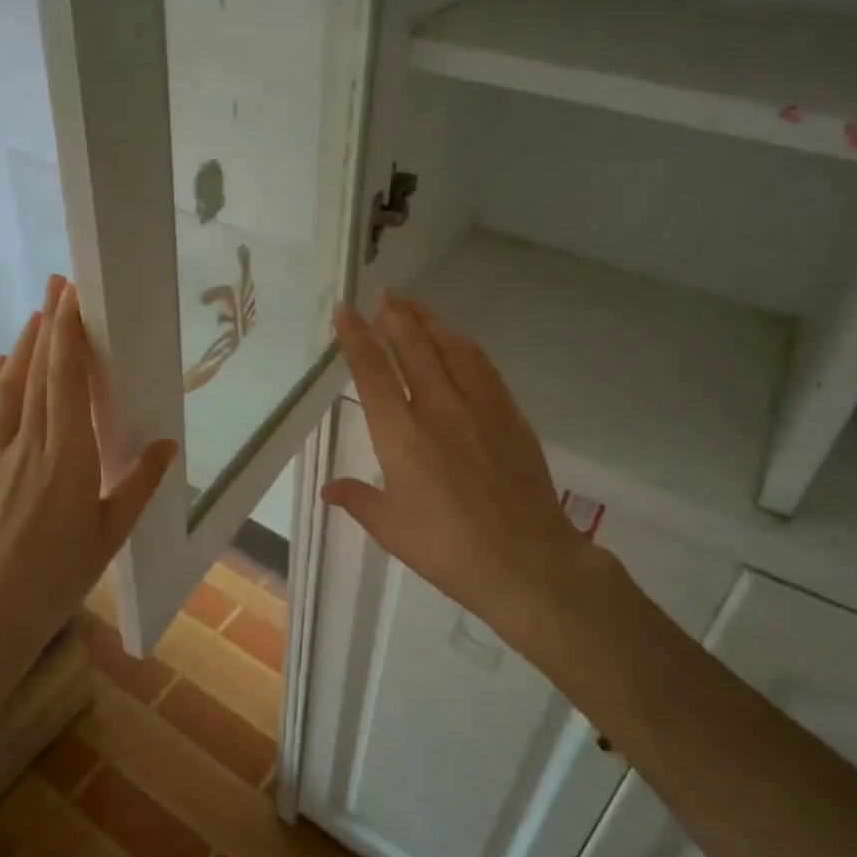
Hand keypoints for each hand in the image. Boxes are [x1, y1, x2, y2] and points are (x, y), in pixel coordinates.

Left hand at [0, 275, 176, 748]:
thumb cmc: (56, 577)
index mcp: (66, 457)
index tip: (74, 298)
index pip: (65, 381)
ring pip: (8, 387)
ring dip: (22, 347)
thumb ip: (137, 484)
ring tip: (37, 315)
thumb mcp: (109, 534)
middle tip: (58, 285)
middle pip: (36, 372)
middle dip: (48, 324)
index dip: (69, 335)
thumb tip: (166, 444)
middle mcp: (29, 444)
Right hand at [323, 290, 608, 636]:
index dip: (356, 337)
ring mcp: (478, 407)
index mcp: (400, 435)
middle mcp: (437, 409)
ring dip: (429, 321)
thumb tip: (329, 487)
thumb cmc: (448, 550)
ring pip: (450, 348)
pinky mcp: (509, 414)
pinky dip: (464, 345)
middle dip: (394, 316)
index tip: (345, 310)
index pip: (372, 371)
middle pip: (412, 347)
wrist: (526, 561)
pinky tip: (458, 340)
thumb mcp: (392, 529)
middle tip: (383, 294)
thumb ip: (358, 500)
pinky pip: (483, 366)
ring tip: (413, 305)